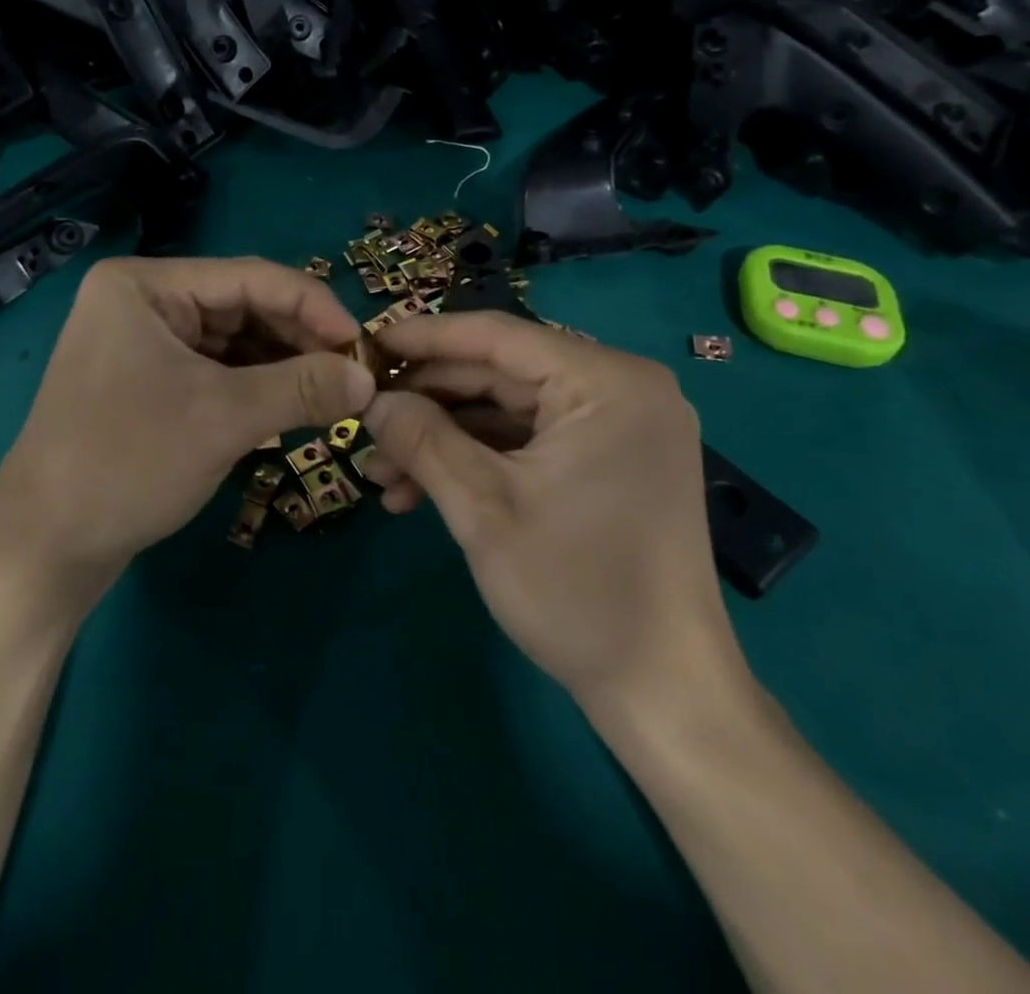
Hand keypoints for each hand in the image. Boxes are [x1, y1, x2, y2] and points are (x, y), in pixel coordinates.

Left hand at [0, 255, 374, 613]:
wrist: (46, 549)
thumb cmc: (127, 463)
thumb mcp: (223, 418)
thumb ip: (302, 388)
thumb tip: (370, 379)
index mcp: (146, 284)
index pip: (251, 277)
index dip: (315, 307)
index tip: (363, 345)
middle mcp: (144, 301)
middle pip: (244, 306)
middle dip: (300, 340)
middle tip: (353, 374)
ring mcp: (144, 341)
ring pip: (235, 340)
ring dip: (283, 365)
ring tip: (332, 393)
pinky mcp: (150, 380)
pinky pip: (217, 369)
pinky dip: (257, 386)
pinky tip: (294, 405)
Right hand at [360, 311, 752, 727]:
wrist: (664, 694)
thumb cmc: (578, 592)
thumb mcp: (484, 509)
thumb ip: (422, 439)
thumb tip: (371, 399)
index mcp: (606, 382)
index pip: (497, 336)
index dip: (424, 338)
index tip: (366, 346)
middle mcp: (620, 389)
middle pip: (500, 372)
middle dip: (427, 402)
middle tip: (365, 420)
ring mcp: (617, 426)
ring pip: (508, 410)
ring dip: (444, 438)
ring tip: (381, 473)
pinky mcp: (609, 460)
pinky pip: (530, 441)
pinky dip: (478, 460)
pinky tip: (421, 491)